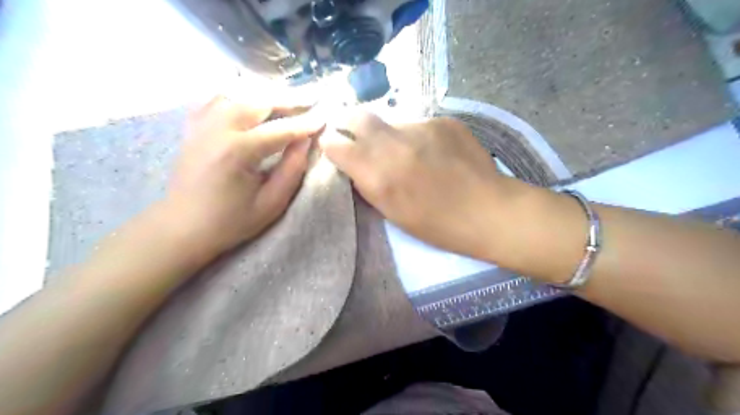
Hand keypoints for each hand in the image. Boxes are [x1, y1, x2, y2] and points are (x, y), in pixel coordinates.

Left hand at [167, 95, 324, 255]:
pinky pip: (216, 99)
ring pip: (237, 94)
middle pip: (258, 101)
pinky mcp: (194, 127)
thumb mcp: (271, 203)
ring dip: (265, 95)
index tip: (324, 117)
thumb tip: (307, 141)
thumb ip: (292, 169)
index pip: (280, 129)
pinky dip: (238, 96)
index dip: (305, 123)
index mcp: (237, 151)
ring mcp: (202, 125)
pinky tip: (251, 102)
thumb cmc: (230, 221)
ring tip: (286, 101)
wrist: (182, 227)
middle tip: (310, 100)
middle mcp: (217, 129)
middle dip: (288, 100)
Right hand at [321, 112, 522, 261]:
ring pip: (392, 122)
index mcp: (378, 174)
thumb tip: (355, 164)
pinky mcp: (443, 121)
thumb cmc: (437, 225)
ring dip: (391, 136)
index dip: (332, 146)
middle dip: (350, 125)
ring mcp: (421, 127)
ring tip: (409, 154)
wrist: (488, 211)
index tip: (337, 151)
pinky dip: (418, 137)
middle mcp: (394, 143)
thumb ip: (368, 183)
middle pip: (357, 116)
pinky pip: (419, 124)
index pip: (335, 144)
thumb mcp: (391, 212)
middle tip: (358, 138)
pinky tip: (434, 153)